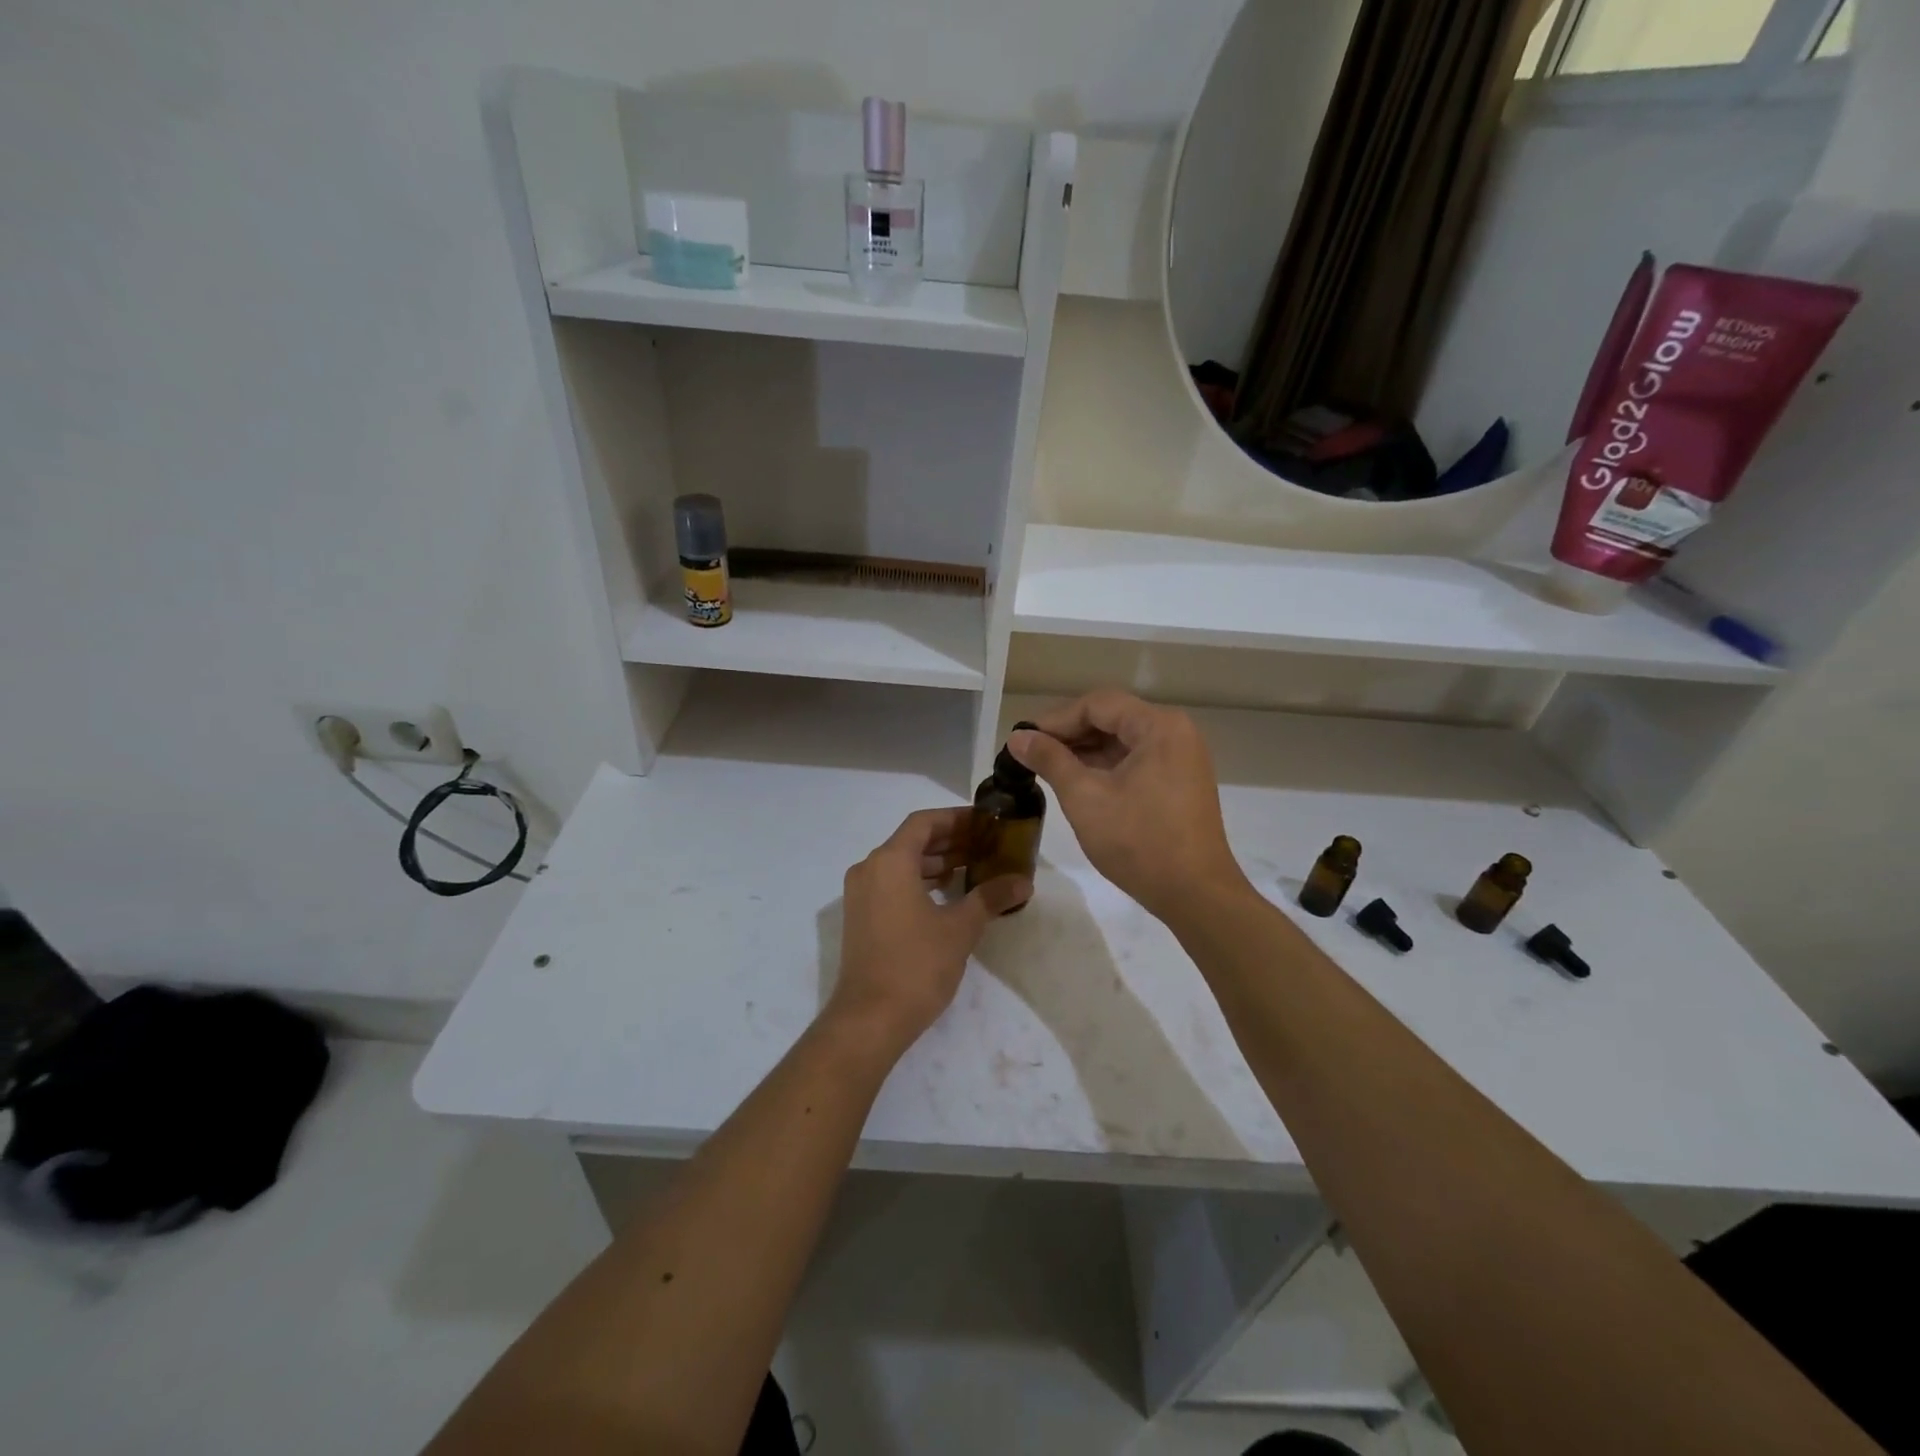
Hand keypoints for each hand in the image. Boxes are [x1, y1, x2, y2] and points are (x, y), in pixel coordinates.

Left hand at [828, 807, 1031, 1055]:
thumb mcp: (960, 928)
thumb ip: (991, 897)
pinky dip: (920, 881)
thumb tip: (1024, 882)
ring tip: (974, 867)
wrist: (869, 1019)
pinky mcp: (861, 917)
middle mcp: (869, 869)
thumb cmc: (916, 965)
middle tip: (987, 844)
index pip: (924, 822)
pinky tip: (948, 894)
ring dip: (936, 862)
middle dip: (950, 840)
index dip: (956, 818)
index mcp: (890, 861)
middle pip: (912, 841)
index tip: (985, 823)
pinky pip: (892, 883)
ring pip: (902, 863)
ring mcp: (861, 894)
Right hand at [1010, 690, 1246, 923]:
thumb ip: (1050, 760)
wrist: (1195, 895)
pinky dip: (1106, 766)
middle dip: (1069, 734)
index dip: (1056, 719)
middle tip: (1031, 754)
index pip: (1097, 704)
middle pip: (1112, 718)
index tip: (1023, 739)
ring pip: (1123, 740)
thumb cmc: (1138, 842)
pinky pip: (1137, 760)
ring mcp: (1182, 757)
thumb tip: (1018, 736)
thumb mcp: (1085, 797)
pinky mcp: (1180, 781)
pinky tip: (1078, 781)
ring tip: (1048, 768)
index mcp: (1159, 726)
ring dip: (1086, 751)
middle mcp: (1176, 732)